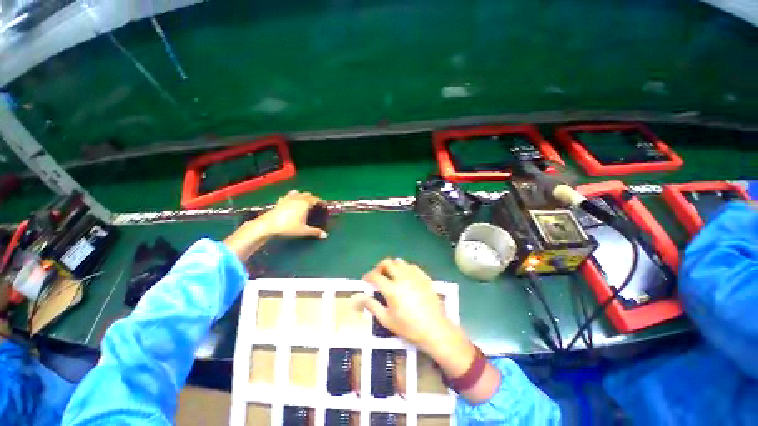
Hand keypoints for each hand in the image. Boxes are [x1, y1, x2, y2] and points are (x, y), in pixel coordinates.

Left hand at [258, 190, 327, 238]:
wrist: (267, 225)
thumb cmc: (287, 227)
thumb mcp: (303, 231)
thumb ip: (315, 232)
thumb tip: (325, 235)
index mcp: (304, 203)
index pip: (315, 199)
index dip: (321, 201)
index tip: (324, 205)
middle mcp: (297, 199)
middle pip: (307, 194)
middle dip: (312, 198)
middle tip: (315, 205)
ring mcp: (287, 199)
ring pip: (297, 193)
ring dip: (302, 196)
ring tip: (303, 201)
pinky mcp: (279, 201)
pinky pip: (287, 196)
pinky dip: (291, 197)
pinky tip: (290, 202)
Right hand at [360, 259, 500, 402]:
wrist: (435, 329)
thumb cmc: (409, 327)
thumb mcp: (387, 320)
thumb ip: (372, 306)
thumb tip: (361, 297)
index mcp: (392, 289)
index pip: (375, 276)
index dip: (368, 276)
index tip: (366, 279)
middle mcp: (402, 278)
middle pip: (387, 263)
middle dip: (379, 267)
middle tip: (377, 276)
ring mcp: (415, 276)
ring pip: (400, 262)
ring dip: (392, 266)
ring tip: (391, 276)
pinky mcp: (424, 277)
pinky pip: (411, 266)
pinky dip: (404, 269)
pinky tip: (405, 278)